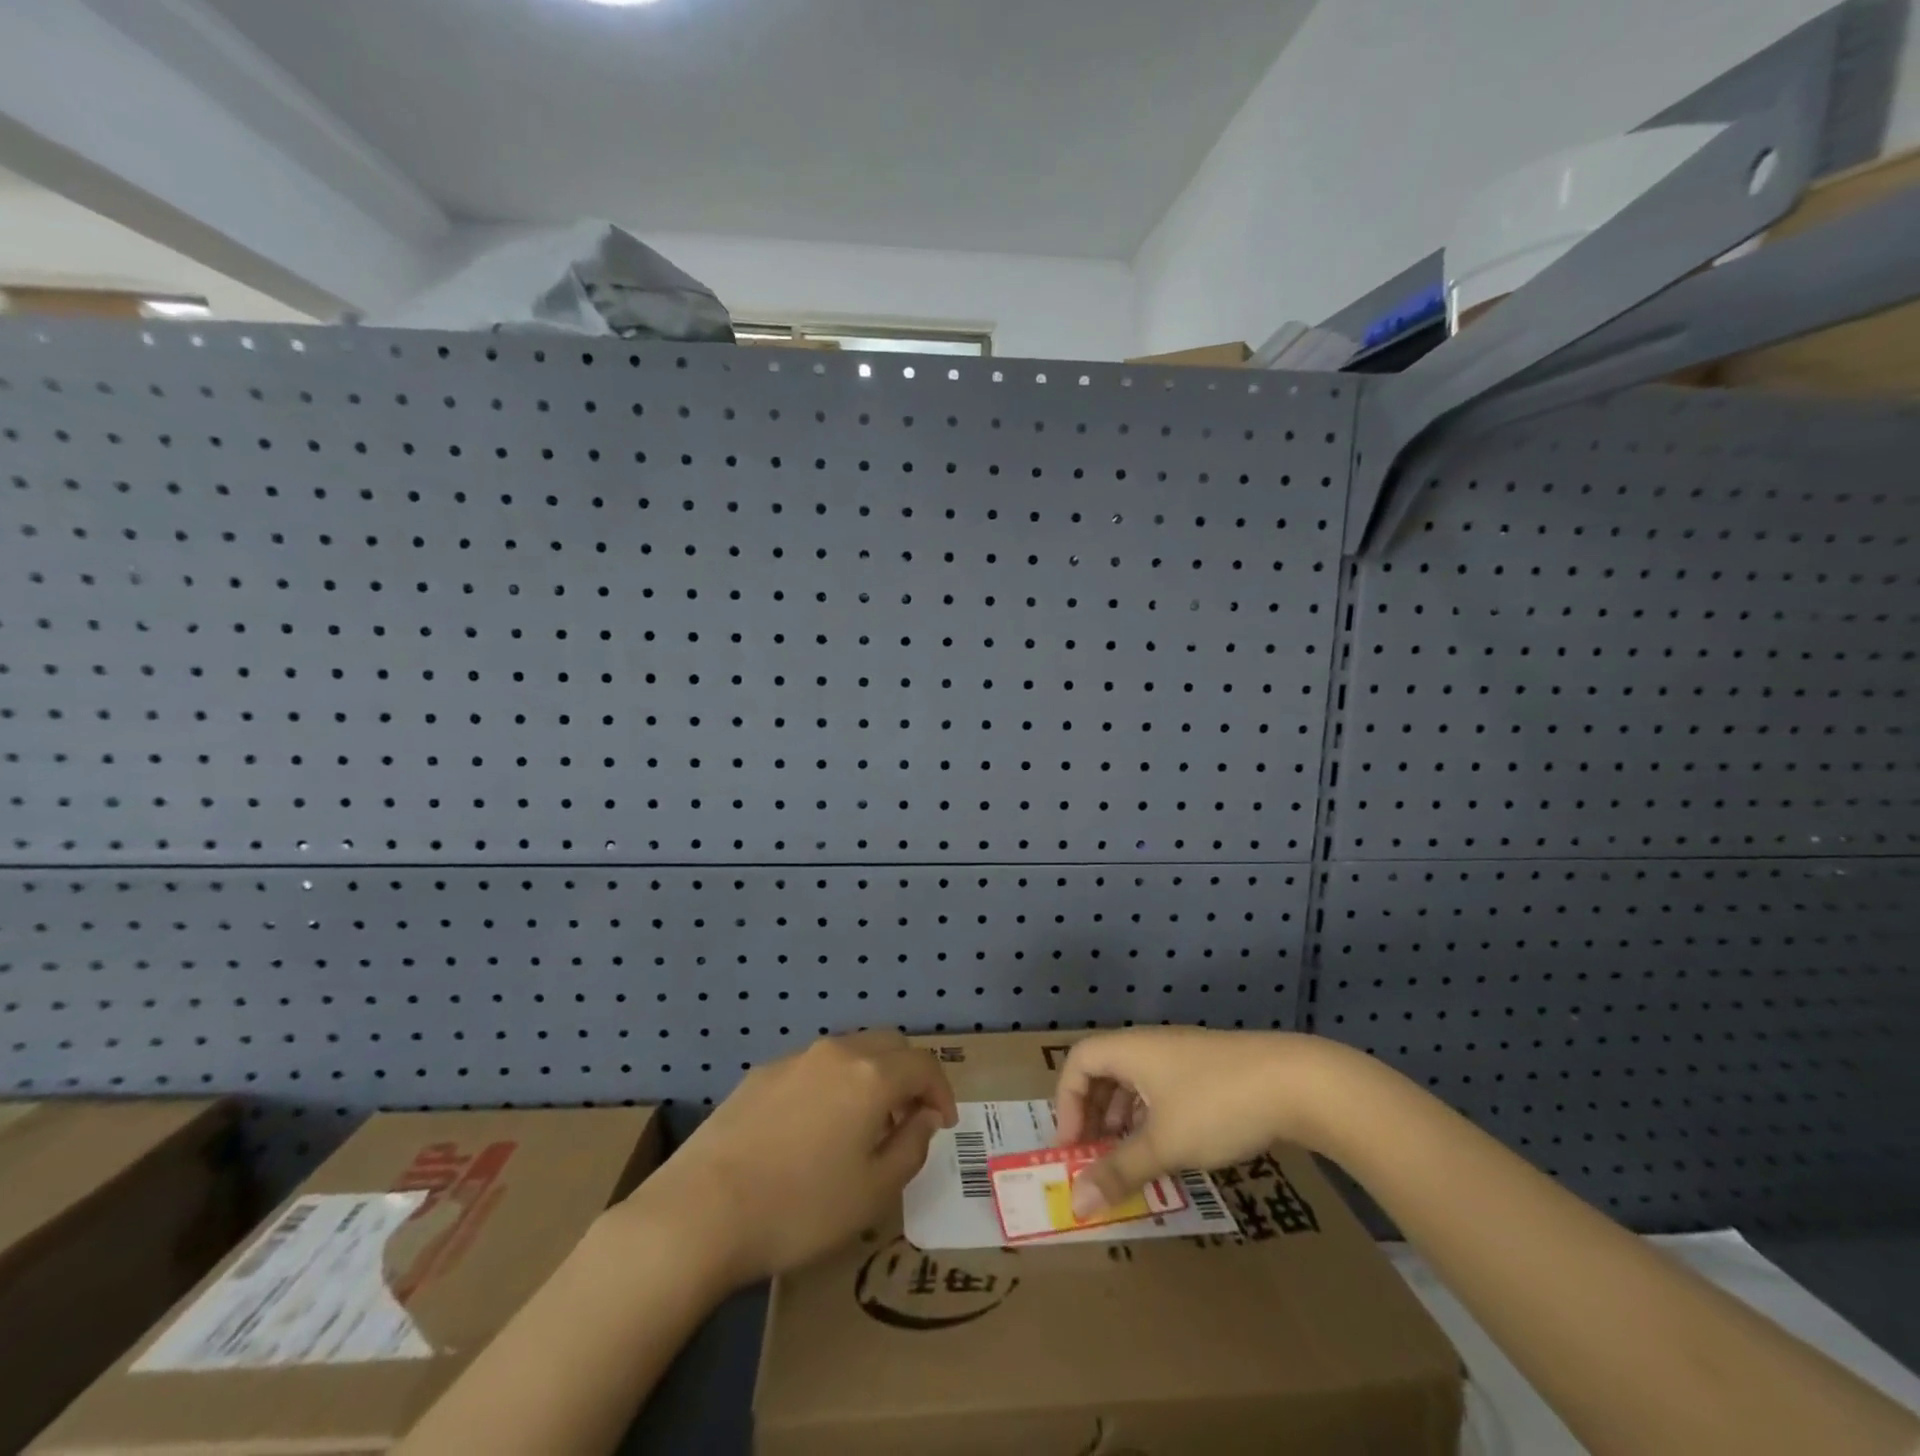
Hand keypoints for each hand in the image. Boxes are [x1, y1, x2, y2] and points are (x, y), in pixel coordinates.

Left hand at [629, 1030, 956, 1287]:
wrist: (700, 1212)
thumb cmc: (800, 1207)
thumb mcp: (873, 1192)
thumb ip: (910, 1147)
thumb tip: (924, 1118)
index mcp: (871, 1076)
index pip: (924, 1064)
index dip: (942, 1091)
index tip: (942, 1124)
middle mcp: (836, 1053)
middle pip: (888, 1044)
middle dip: (908, 1075)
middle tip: (907, 1119)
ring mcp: (794, 1060)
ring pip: (849, 1052)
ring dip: (869, 1077)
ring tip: (861, 1126)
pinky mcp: (760, 1075)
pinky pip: (812, 1068)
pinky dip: (831, 1085)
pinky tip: (812, 1131)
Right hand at [1054, 1027, 1335, 1217]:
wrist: (1297, 1082)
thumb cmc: (1216, 1106)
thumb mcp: (1164, 1144)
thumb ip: (1118, 1172)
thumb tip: (1075, 1204)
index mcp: (1130, 1050)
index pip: (1078, 1062)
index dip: (1066, 1102)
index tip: (1073, 1147)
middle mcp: (1150, 1046)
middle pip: (1104, 1070)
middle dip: (1092, 1114)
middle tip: (1094, 1157)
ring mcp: (1182, 1056)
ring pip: (1135, 1082)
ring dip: (1122, 1119)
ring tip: (1128, 1160)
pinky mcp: (1210, 1071)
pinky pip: (1163, 1090)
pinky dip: (1152, 1118)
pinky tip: (1169, 1150)